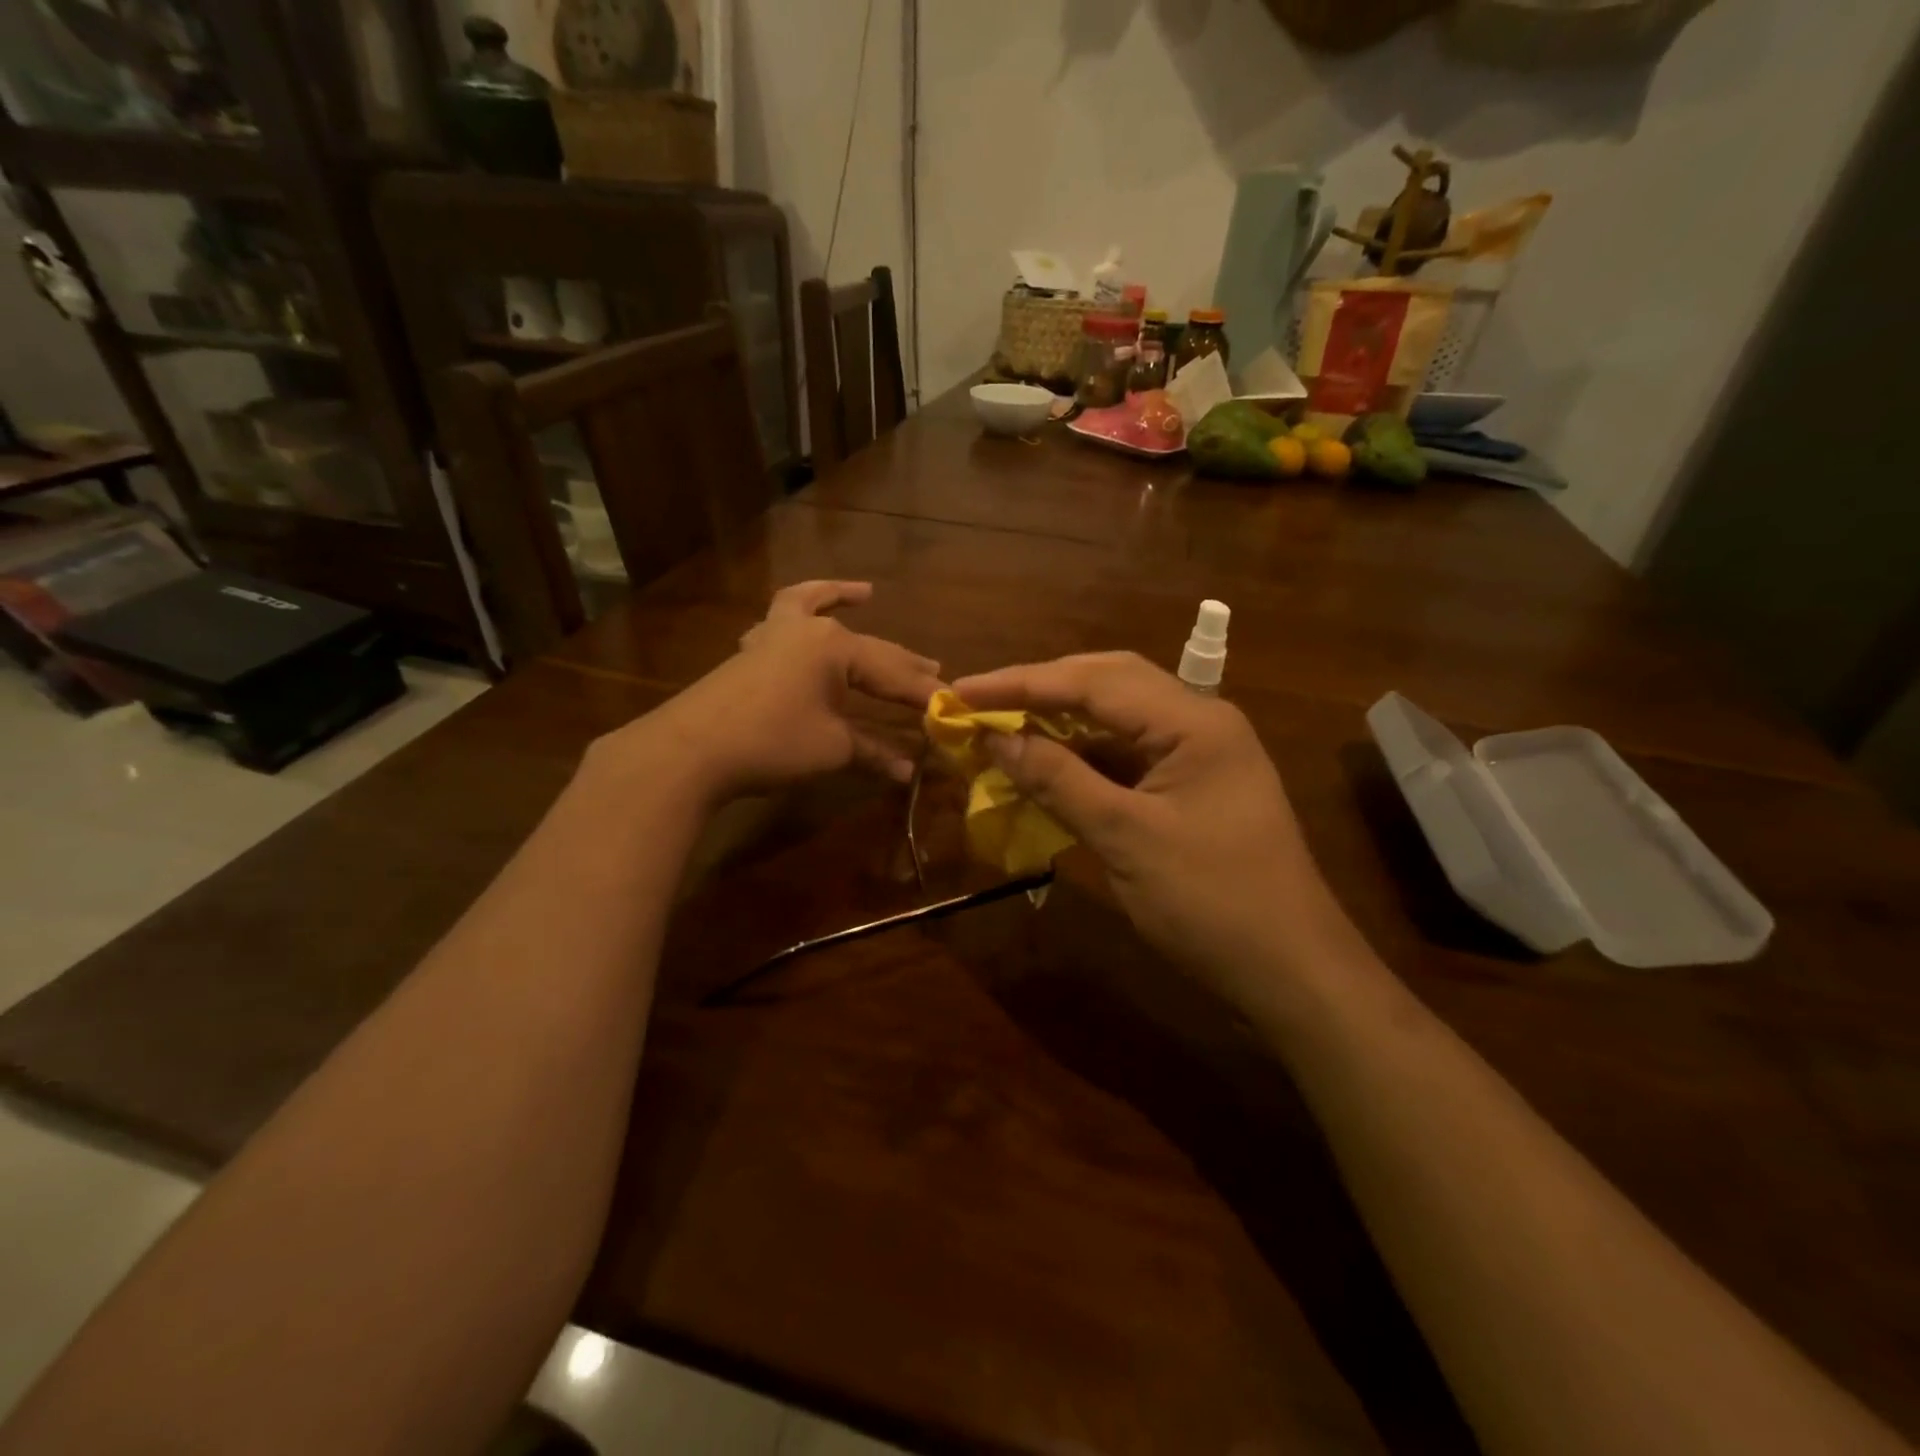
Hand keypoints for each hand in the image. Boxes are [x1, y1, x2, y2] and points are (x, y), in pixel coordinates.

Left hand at [597, 581, 943, 802]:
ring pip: (814, 608)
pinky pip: (779, 620)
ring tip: (864, 592)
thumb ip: (873, 752)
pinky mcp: (751, 652)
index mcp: (836, 646)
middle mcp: (808, 631)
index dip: (923, 693)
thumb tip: (909, 771)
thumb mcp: (832, 748)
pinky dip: (798, 612)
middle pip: (866, 646)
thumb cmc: (772, 742)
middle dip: (900, 662)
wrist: (690, 749)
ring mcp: (774, 636)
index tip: (951, 708)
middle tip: (933, 669)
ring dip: (839, 601)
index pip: (893, 672)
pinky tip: (797, 619)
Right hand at [951, 652, 1360, 1005]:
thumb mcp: (1126, 839)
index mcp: (1193, 721)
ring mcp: (1198, 753)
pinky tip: (1047, 764)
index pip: (1094, 682)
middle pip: (1108, 682)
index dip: (1022, 683)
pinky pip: (1128, 753)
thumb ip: (1059, 780)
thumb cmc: (1212, 903)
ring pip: (1117, 717)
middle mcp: (1199, 721)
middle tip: (981, 699)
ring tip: (1004, 725)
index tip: (962, 690)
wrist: (1293, 971)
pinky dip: (1083, 755)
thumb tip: (997, 738)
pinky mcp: (1192, 784)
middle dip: (1041, 688)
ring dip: (1061, 720)